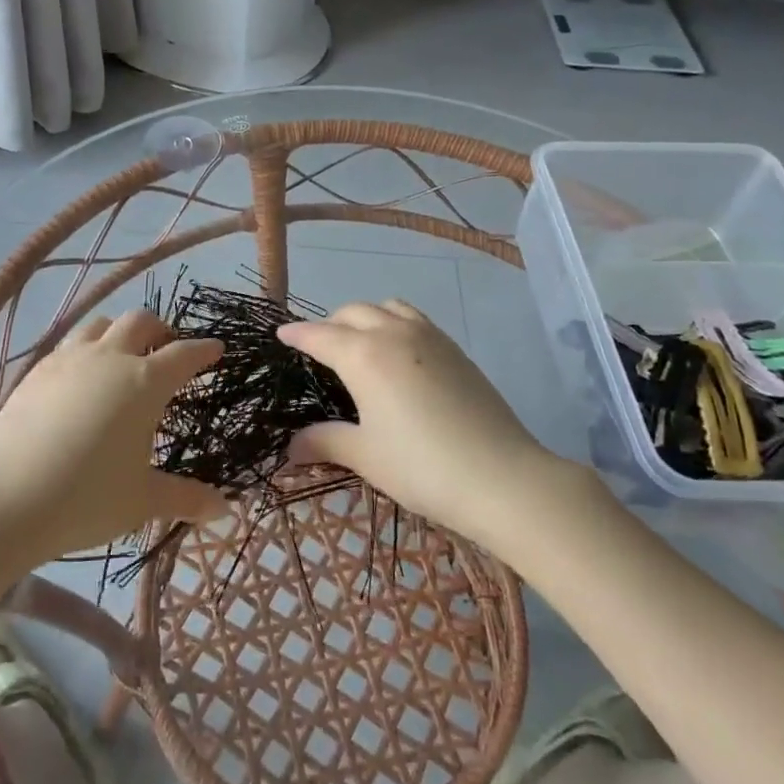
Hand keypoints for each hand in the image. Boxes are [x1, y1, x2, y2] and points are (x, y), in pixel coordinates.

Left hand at [0, 309, 227, 561]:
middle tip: (167, 349)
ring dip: (119, 332)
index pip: (184, 355)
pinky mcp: (37, 371)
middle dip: (161, 330)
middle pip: (140, 322)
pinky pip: (69, 344)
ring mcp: (69, 360)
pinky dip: (86, 349)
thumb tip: (225, 509)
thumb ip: (186, 498)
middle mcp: (110, 358)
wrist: (6, 501)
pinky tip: (81, 376)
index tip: (216, 349)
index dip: (203, 350)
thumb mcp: (143, 501)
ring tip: (122, 354)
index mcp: (144, 383)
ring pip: (100, 324)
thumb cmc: (87, 499)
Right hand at [277, 301, 566, 544]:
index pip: (319, 335)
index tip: (281, 334)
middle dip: (329, 324)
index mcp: (363, 354)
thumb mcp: (365, 456)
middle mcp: (393, 333)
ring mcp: (429, 336)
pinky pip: (414, 319)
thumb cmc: (422, 466)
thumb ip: (325, 442)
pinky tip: (398, 354)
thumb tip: (290, 447)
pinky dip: (394, 323)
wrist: (502, 476)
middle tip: (318, 348)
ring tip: (359, 342)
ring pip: (387, 307)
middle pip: (352, 312)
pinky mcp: (455, 348)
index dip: (297, 334)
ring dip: (365, 317)